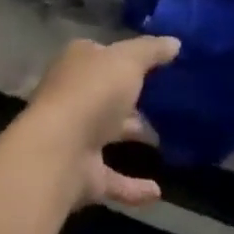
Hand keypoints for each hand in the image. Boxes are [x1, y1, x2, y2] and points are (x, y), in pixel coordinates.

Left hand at [11, 36, 179, 208]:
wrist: (58, 151)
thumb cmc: (93, 93)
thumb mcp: (128, 60)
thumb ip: (151, 50)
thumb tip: (174, 42)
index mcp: (79, 62)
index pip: (103, 53)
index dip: (126, 56)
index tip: (156, 63)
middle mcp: (74, 95)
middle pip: (107, 93)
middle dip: (132, 97)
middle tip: (168, 100)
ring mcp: (76, 135)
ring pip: (109, 132)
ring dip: (134, 135)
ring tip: (166, 140)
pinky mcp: (82, 173)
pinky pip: (113, 179)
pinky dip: (133, 187)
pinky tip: (158, 191)